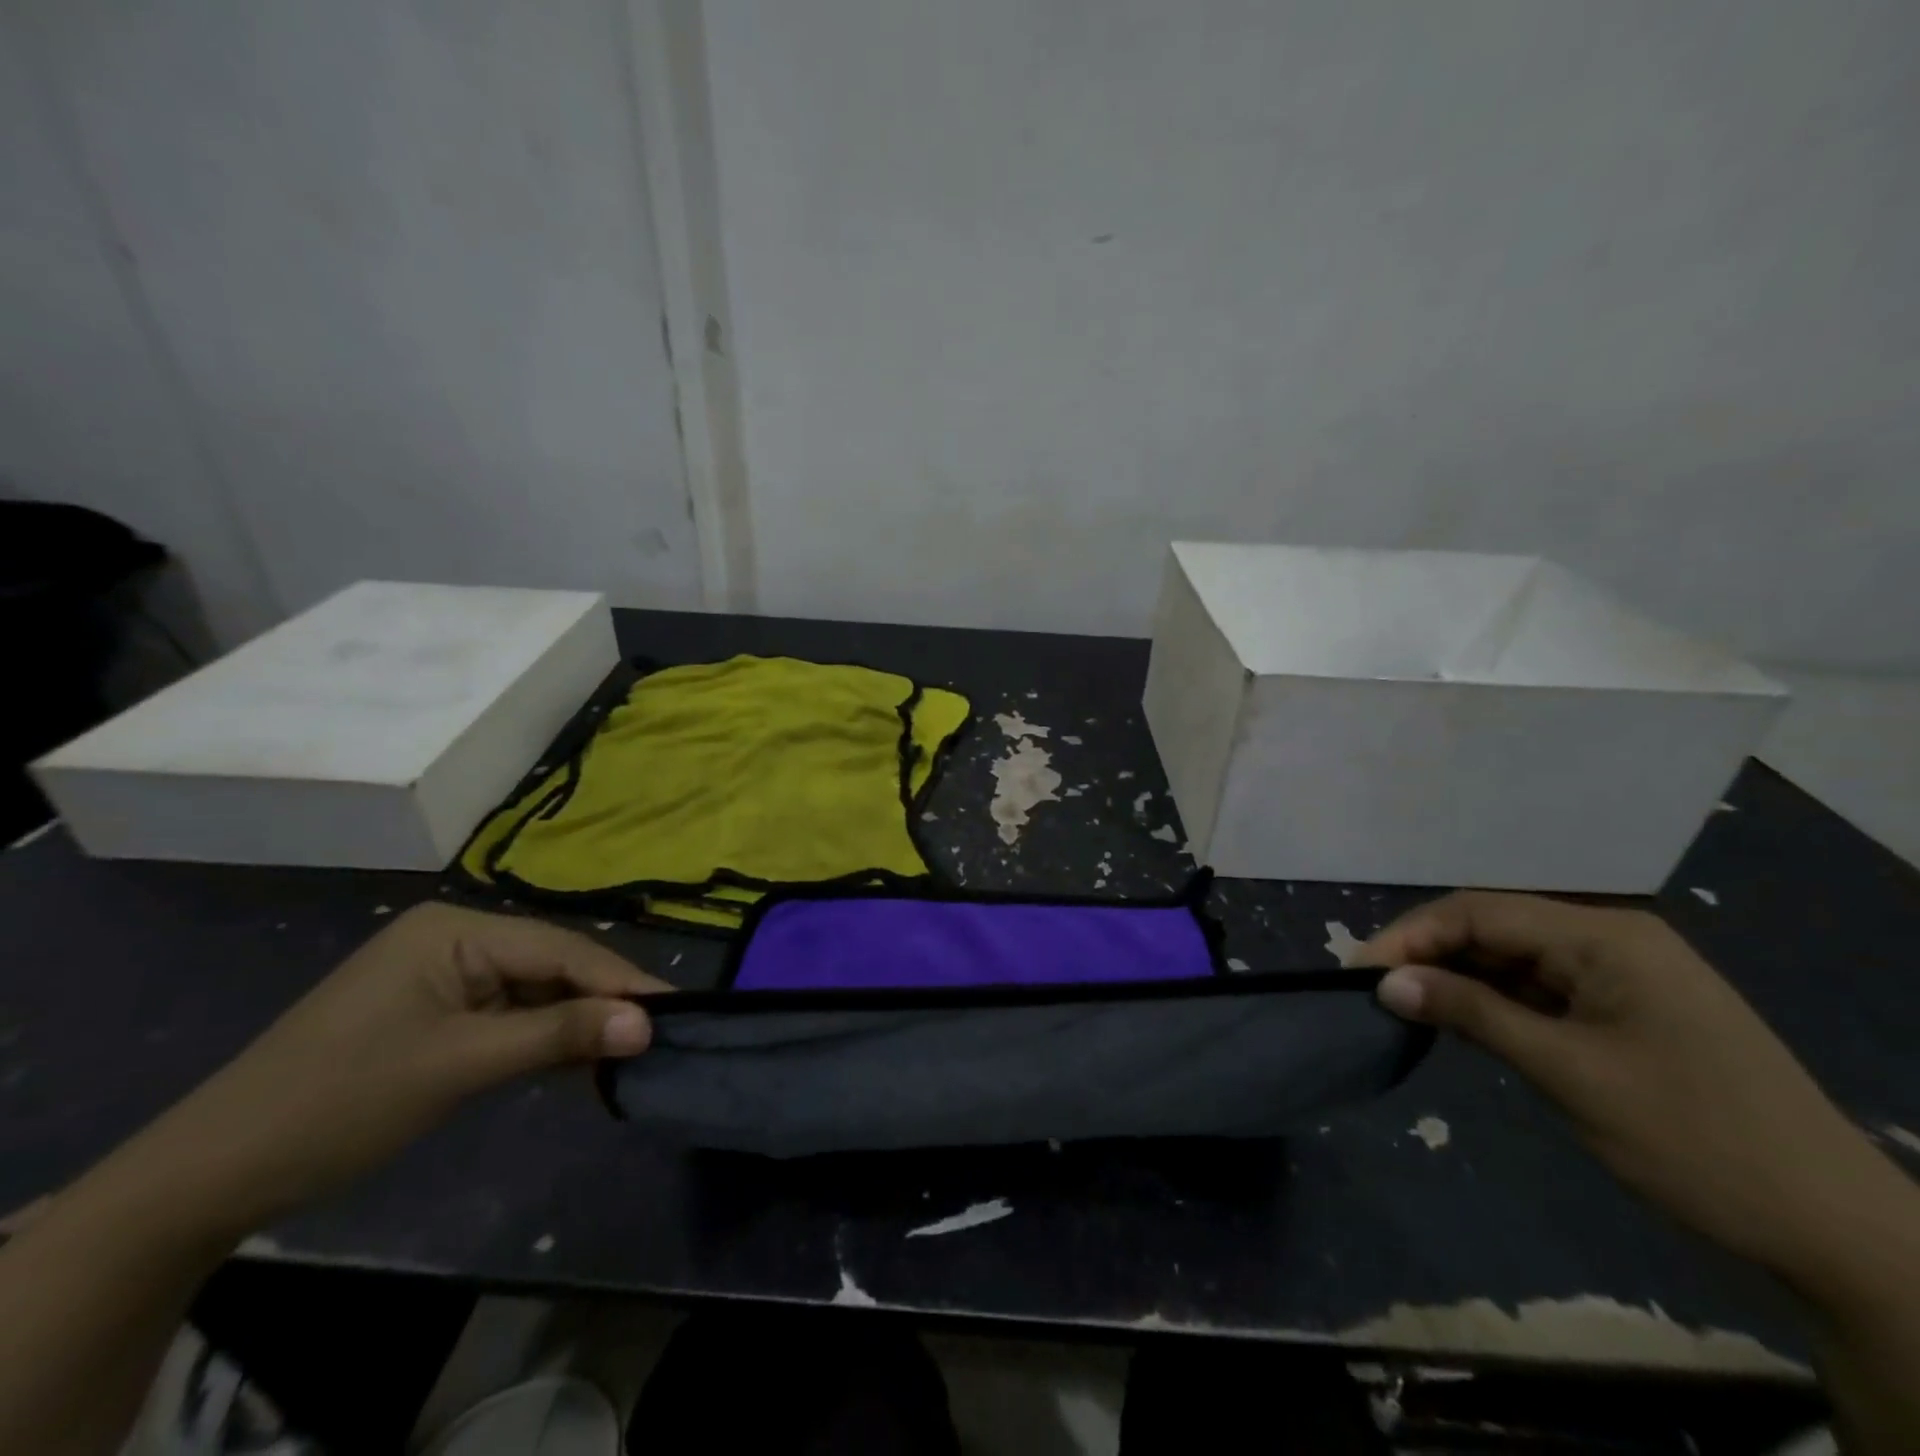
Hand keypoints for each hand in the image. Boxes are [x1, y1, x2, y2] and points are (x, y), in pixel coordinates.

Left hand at [129, 903, 666, 1235]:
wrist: (212, 1173)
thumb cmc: (341, 1101)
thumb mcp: (461, 1065)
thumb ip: (559, 1035)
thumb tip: (649, 1024)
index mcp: (456, 929)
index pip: (561, 948)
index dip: (620, 981)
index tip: (677, 1010)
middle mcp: (455, 937)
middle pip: (552, 965)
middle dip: (602, 1002)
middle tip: (660, 1035)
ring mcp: (444, 974)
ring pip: (535, 990)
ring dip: (576, 1022)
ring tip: (630, 1050)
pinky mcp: (437, 1010)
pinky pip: (509, 1013)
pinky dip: (543, 1037)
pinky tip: (577, 1059)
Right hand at [1362, 892, 1895, 1282]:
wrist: (1834, 1230)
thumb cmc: (1693, 1138)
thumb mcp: (1567, 1072)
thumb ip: (1471, 1013)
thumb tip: (1384, 982)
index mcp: (1605, 936)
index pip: (1479, 912)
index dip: (1411, 936)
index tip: (1359, 971)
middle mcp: (1611, 938)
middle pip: (1493, 927)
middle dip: (1429, 953)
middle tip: (1375, 989)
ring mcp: (1622, 973)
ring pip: (1512, 957)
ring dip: (1459, 978)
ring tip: (1407, 1005)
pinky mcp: (1625, 1008)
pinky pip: (1540, 987)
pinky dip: (1495, 1001)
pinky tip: (1463, 1021)